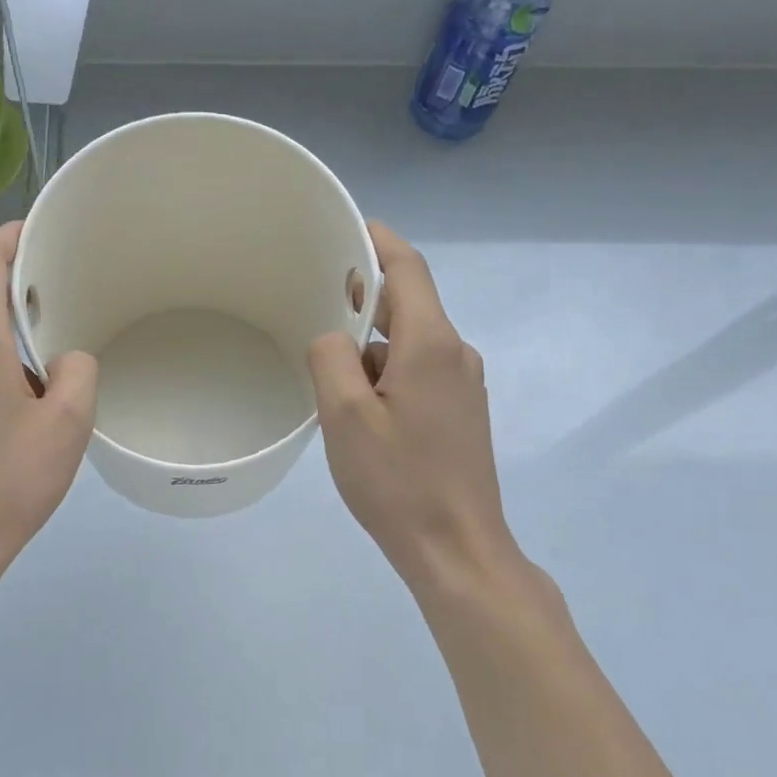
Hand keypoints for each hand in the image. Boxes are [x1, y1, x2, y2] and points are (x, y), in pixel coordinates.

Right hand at [308, 222, 524, 596]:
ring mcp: (463, 385)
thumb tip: (336, 340)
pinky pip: (417, 371)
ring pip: (408, 343)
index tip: (346, 228)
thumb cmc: (397, 480)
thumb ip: (331, 357)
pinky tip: (357, 410)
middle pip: (407, 304)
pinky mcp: (460, 413)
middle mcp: (455, 354)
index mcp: (431, 344)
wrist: (457, 548)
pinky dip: (384, 374)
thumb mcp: (344, 416)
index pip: (407, 269)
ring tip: (327, 379)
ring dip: (369, 349)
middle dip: (362, 301)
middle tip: (314, 306)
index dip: (377, 241)